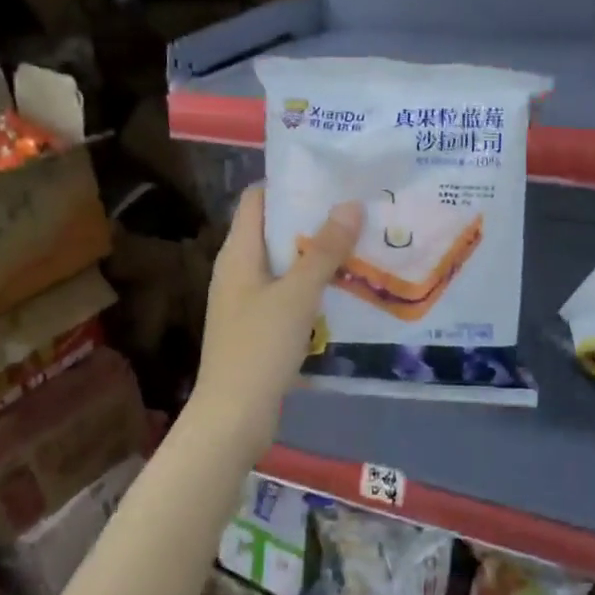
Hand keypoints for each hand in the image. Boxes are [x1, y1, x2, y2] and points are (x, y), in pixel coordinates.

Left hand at [191, 186, 362, 454]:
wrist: (233, 417)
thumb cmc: (259, 347)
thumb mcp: (297, 295)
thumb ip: (324, 250)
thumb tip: (350, 205)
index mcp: (238, 253)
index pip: (258, 199)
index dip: (290, 183)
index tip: (331, 177)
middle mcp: (239, 270)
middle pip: (275, 229)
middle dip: (314, 218)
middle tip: (358, 209)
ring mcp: (248, 300)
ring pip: (285, 263)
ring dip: (318, 254)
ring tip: (361, 243)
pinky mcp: (259, 327)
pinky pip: (289, 293)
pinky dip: (313, 286)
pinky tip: (346, 289)